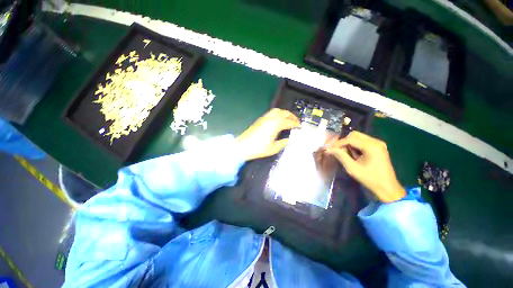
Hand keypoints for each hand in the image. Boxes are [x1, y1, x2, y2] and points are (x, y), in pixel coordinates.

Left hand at [236, 108, 299, 160]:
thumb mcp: (274, 148)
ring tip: (288, 119)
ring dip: (284, 113)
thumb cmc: (259, 148)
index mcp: (275, 125)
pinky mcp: (260, 119)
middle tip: (296, 121)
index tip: (300, 126)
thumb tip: (290, 140)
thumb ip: (284, 143)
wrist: (243, 146)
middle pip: (284, 112)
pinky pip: (271, 112)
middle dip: (292, 116)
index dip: (296, 124)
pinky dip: (278, 114)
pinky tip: (278, 120)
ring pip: (277, 110)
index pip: (289, 122)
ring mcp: (264, 118)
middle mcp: (271, 119)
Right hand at [326, 131, 405, 202]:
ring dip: (349, 143)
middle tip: (337, 150)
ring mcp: (378, 143)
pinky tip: (353, 154)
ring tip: (345, 153)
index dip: (338, 143)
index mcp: (371, 146)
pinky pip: (363, 141)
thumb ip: (341, 156)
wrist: (387, 187)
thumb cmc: (370, 179)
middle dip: (344, 142)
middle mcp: (376, 141)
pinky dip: (355, 145)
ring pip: (358, 137)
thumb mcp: (352, 168)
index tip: (330, 149)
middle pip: (354, 135)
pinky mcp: (378, 147)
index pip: (350, 139)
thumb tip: (329, 149)